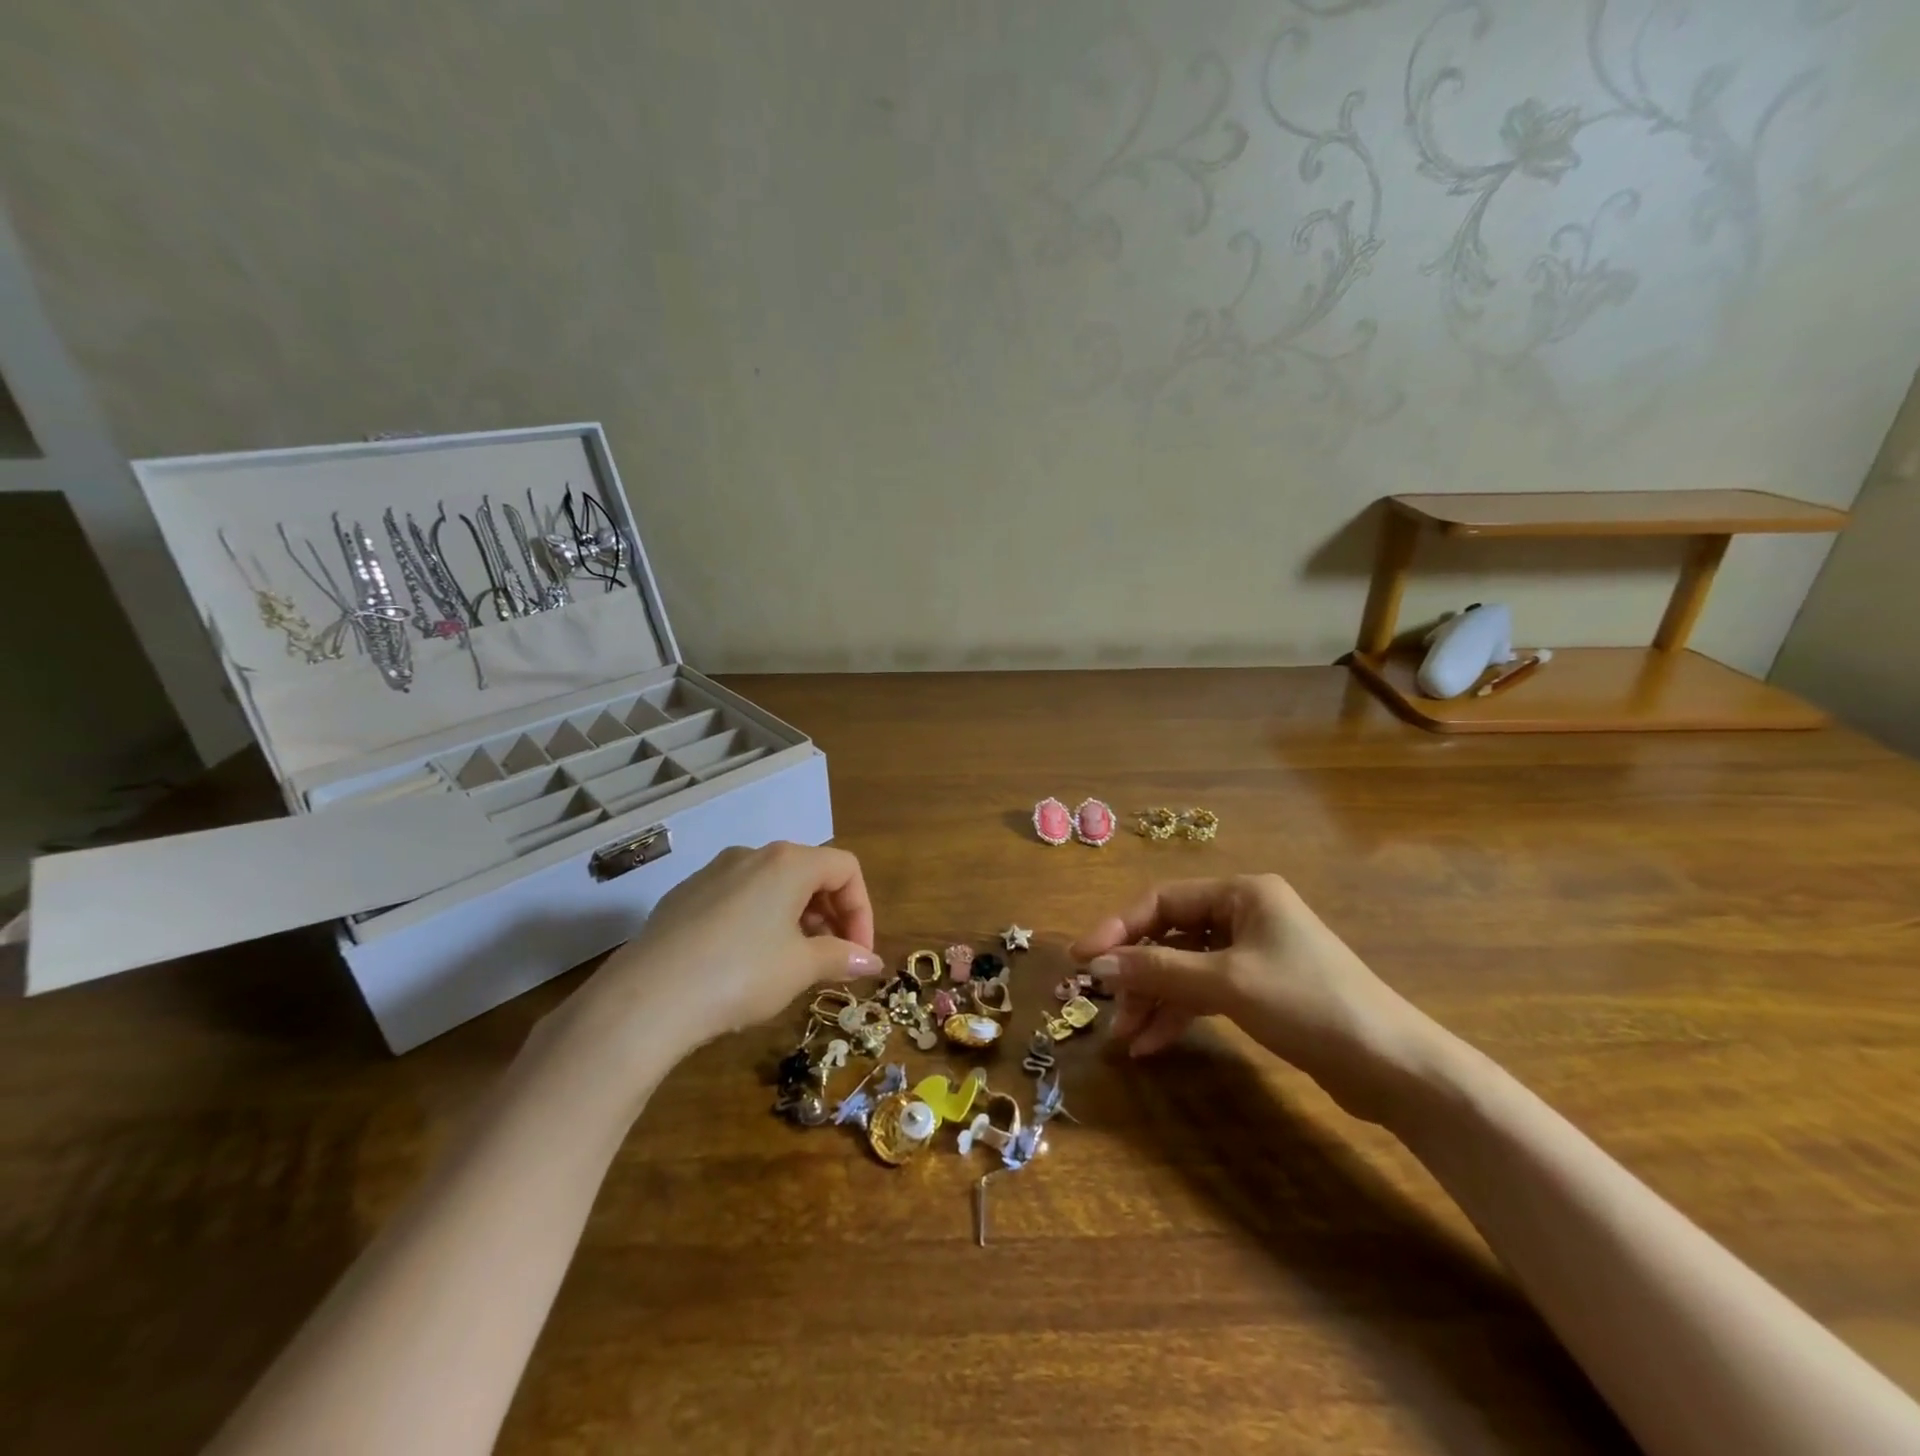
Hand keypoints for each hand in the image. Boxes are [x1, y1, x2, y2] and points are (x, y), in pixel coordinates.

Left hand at [546, 843, 884, 1078]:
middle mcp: (751, 855)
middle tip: (832, 959)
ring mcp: (712, 873)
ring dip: (796, 919)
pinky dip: (759, 922)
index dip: (862, 910)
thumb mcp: (800, 968)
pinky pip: (737, 899)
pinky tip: (746, 963)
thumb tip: (871, 963)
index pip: (845, 869)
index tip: (858, 954)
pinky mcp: (684, 896)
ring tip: (793, 964)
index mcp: (788, 862)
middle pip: (809, 873)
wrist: (645, 999)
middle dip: (830, 915)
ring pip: (772, 886)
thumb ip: (841, 957)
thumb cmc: (740, 974)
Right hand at [1071, 874, 1442, 1122]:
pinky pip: (1205, 992)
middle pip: (1171, 935)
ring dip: (1155, 999)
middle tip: (1107, 1008)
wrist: (1394, 1067)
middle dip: (1137, 973)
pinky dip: (1180, 1014)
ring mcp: (1253, 953)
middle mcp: (1245, 914)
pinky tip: (1154, 1044)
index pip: (1162, 901)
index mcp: (1241, 893)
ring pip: (1185, 967)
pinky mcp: (1261, 989)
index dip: (1118, 929)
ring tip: (1126, 1038)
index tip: (1082, 960)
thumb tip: (1096, 966)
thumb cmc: (1308, 1004)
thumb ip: (1158, 970)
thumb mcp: (1226, 983)